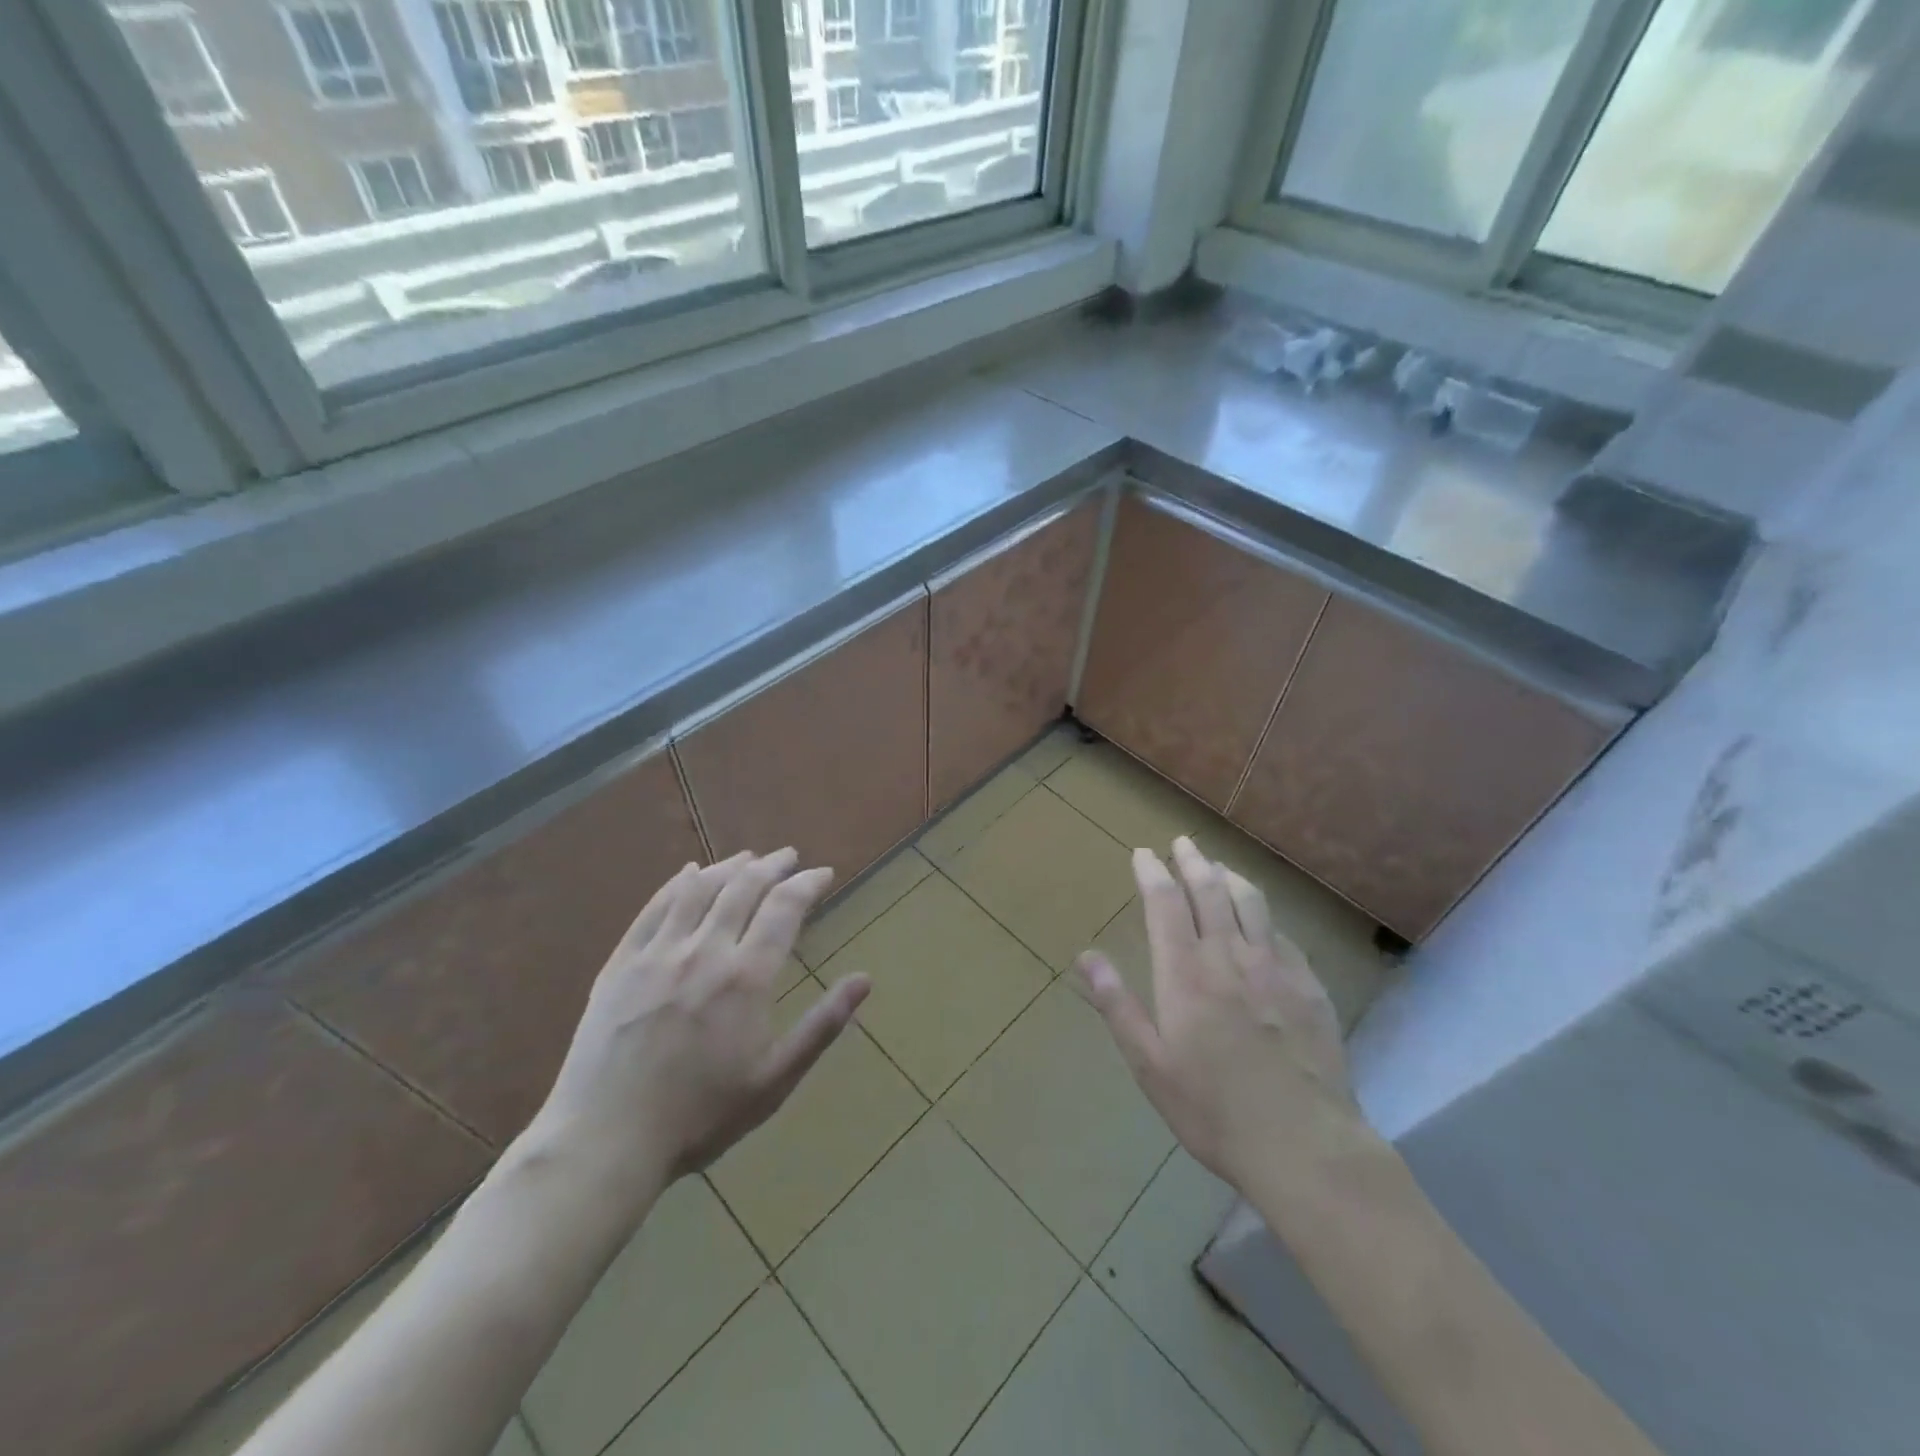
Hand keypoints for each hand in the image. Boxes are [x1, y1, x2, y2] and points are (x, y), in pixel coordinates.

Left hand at [532, 850, 869, 1194]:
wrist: (605, 1141)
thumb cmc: (701, 1116)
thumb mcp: (775, 1080)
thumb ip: (822, 1025)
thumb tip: (865, 980)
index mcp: (746, 977)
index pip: (784, 908)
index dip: (807, 884)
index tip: (823, 874)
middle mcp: (704, 951)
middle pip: (743, 887)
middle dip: (772, 865)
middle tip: (789, 857)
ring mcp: (657, 953)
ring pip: (699, 889)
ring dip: (729, 866)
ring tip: (748, 858)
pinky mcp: (620, 964)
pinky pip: (653, 908)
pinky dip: (677, 883)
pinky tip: (688, 873)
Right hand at [1077, 837, 1364, 1194]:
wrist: (1305, 1146)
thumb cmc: (1213, 1110)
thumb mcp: (1150, 1065)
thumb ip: (1117, 1006)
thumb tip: (1086, 957)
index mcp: (1185, 974)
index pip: (1165, 903)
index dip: (1152, 872)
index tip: (1143, 853)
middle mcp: (1229, 957)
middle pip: (1209, 890)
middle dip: (1192, 861)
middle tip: (1182, 842)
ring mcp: (1275, 968)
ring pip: (1251, 903)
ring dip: (1230, 876)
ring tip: (1218, 866)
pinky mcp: (1309, 986)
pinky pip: (1282, 934)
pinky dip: (1264, 915)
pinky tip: (1261, 920)